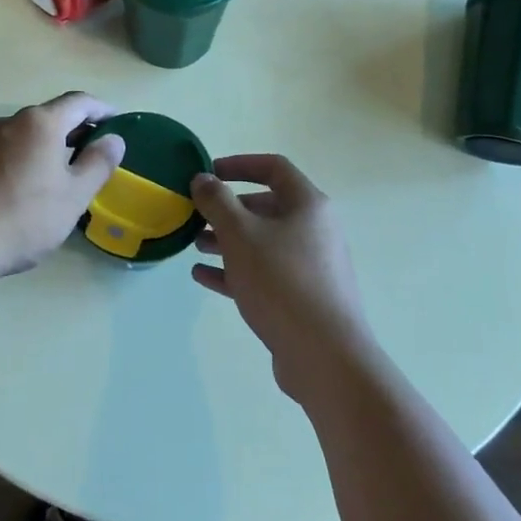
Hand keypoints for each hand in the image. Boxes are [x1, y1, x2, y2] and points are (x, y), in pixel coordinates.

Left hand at [0, 93, 125, 285]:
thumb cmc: (22, 218)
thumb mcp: (73, 197)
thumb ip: (98, 164)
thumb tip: (114, 139)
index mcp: (40, 123)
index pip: (79, 102)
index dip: (102, 109)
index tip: (118, 122)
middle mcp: (8, 122)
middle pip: (50, 116)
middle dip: (75, 129)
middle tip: (94, 152)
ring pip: (24, 135)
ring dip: (47, 146)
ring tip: (61, 174)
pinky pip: (3, 151)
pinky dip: (23, 159)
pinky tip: (24, 189)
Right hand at [190, 155, 378, 403]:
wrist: (325, 356)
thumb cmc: (282, 282)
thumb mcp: (241, 235)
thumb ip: (217, 202)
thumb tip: (202, 178)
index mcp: (308, 205)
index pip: (274, 168)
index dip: (239, 164)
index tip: (208, 174)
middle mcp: (315, 230)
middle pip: (267, 206)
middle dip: (228, 209)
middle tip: (196, 216)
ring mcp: (310, 266)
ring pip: (263, 242)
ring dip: (228, 240)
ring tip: (195, 246)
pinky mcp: (302, 298)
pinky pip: (264, 273)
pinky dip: (235, 270)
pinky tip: (203, 276)